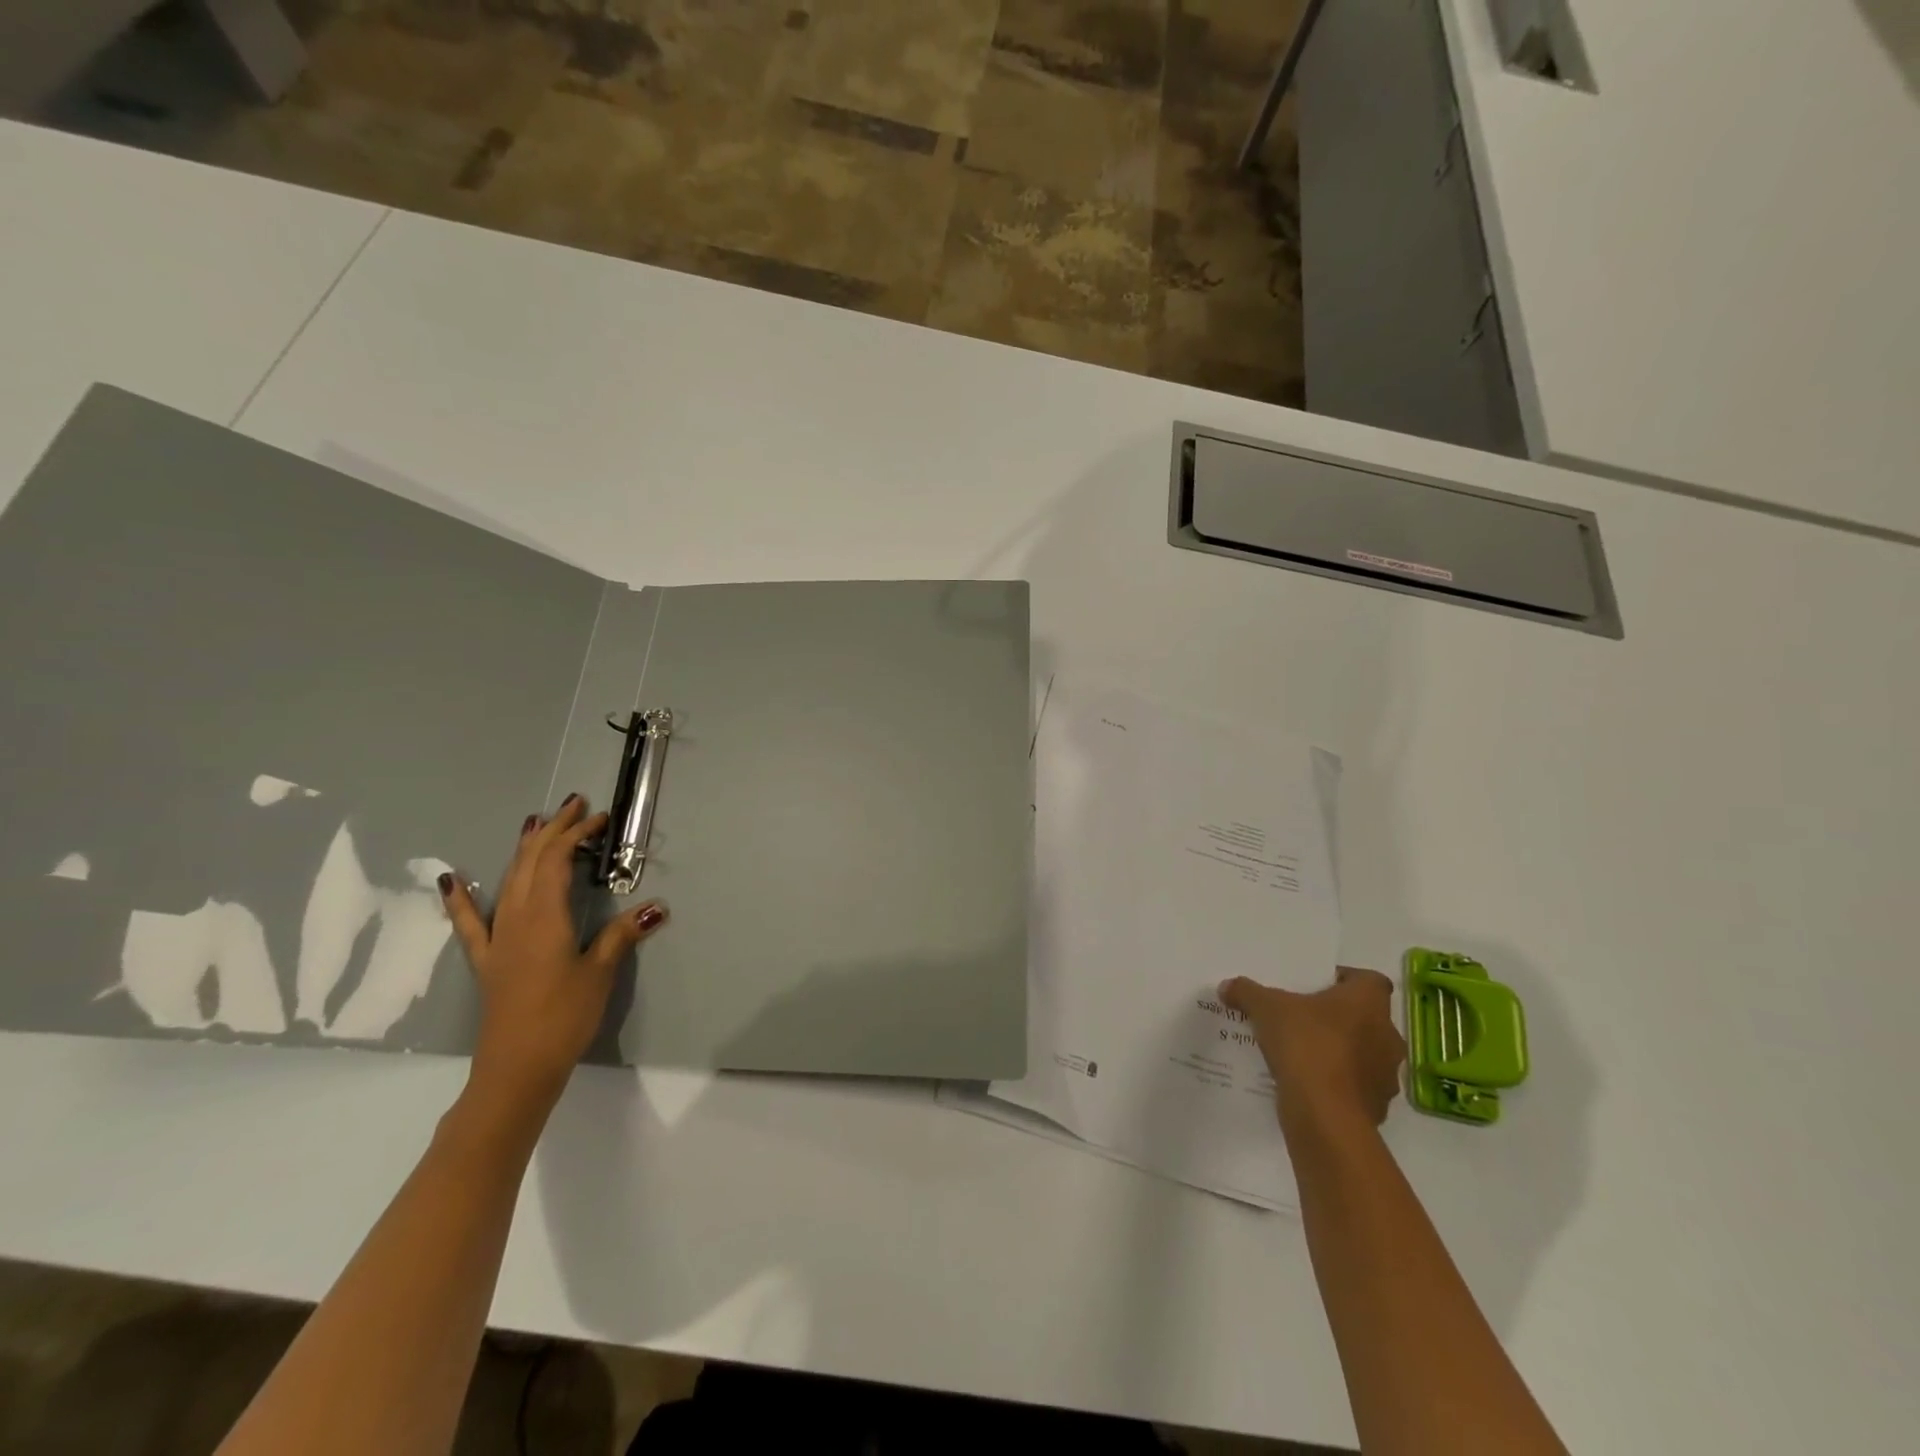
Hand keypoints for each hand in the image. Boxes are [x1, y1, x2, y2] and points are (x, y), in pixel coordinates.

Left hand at [439, 795, 667, 1109]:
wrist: (517, 1067)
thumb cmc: (564, 1016)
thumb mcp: (600, 972)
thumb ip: (622, 934)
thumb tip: (656, 906)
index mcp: (546, 917)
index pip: (557, 861)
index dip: (576, 835)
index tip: (599, 818)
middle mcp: (517, 918)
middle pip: (530, 862)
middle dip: (552, 831)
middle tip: (574, 806)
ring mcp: (498, 938)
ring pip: (507, 881)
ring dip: (523, 850)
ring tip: (535, 824)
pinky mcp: (488, 959)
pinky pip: (471, 922)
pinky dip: (461, 898)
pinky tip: (451, 880)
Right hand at [1221, 967, 1404, 1141]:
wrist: (1325, 1115)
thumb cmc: (1305, 1045)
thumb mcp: (1265, 1008)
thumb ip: (1247, 992)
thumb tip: (1228, 987)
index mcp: (1369, 1002)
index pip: (1369, 980)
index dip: (1344, 979)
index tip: (1316, 986)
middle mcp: (1387, 1035)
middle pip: (1365, 1017)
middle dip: (1337, 1017)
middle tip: (1302, 1017)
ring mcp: (1386, 1075)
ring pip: (1363, 1053)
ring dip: (1339, 1051)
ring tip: (1302, 1052)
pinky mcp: (1377, 1107)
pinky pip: (1355, 1086)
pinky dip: (1336, 1082)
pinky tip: (1307, 1082)